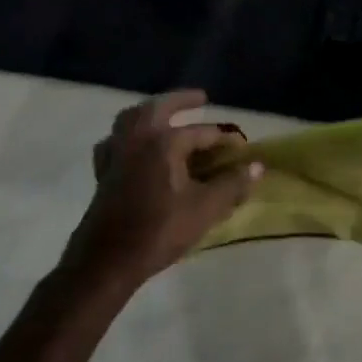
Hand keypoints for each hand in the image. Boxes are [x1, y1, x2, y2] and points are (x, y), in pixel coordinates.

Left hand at [65, 91, 263, 288]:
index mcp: (164, 142)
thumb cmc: (159, 231)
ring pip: (130, 119)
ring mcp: (116, 154)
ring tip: (165, 115)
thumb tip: (258, 166)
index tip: (241, 146)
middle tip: (200, 98)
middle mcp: (138, 139)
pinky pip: (114, 142)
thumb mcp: (205, 209)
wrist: (106, 262)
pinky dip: (126, 136)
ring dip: (149, 111)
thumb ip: (232, 184)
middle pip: (158, 108)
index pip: (202, 132)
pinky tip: (134, 146)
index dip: (224, 139)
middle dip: (180, 100)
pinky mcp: (103, 173)